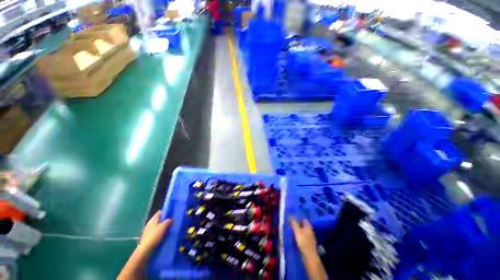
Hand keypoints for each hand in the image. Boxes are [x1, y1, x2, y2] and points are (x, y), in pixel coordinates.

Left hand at [139, 211, 171, 252]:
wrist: (146, 249)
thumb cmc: (155, 235)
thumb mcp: (163, 227)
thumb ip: (168, 221)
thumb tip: (170, 219)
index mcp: (153, 219)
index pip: (159, 212)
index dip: (165, 212)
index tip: (170, 215)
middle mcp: (149, 223)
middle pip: (158, 219)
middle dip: (164, 221)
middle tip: (170, 223)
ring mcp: (148, 230)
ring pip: (157, 226)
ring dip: (162, 227)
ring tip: (167, 230)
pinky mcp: (147, 237)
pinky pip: (155, 232)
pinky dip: (159, 233)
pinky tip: (162, 236)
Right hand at [289, 217, 316, 256]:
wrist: (309, 255)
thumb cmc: (303, 241)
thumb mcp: (297, 231)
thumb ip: (294, 223)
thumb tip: (290, 216)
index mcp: (308, 226)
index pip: (303, 219)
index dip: (298, 218)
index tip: (293, 218)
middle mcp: (310, 230)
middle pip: (304, 225)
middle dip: (298, 224)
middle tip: (292, 224)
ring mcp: (310, 237)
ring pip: (304, 231)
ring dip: (299, 230)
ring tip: (293, 230)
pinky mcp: (309, 242)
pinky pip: (304, 236)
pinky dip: (301, 235)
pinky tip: (297, 237)